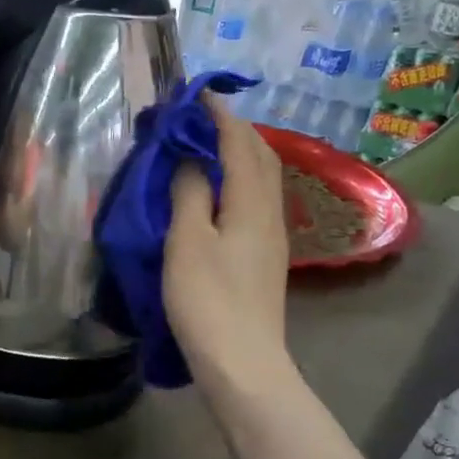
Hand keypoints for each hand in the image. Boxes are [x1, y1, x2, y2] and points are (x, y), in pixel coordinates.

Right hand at [163, 96, 290, 395]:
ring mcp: (271, 237)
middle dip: (233, 129)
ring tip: (205, 147)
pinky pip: (256, 200)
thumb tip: (190, 157)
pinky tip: (218, 192)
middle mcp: (269, 213)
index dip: (218, 115)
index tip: (193, 95)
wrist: (243, 364)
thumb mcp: (187, 242)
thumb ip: (189, 193)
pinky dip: (238, 180)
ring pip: (262, 179)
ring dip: (238, 154)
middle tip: (198, 118)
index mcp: (251, 203)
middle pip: (260, 156)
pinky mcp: (264, 258)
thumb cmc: (208, 301)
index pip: (239, 143)